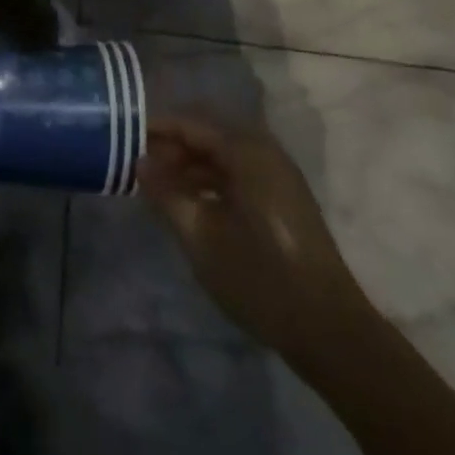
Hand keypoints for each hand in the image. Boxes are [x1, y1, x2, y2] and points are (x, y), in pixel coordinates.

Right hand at [138, 115, 376, 368]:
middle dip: (172, 146)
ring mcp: (278, 175)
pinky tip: (190, 203)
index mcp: (247, 151)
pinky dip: (211, 180)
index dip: (156, 128)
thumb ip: (166, 194)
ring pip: (222, 154)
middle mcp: (265, 151)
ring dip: (190, 165)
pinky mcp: (283, 198)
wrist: (330, 331)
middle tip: (138, 164)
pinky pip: (238, 172)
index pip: (191, 123)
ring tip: (158, 186)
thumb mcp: (201, 238)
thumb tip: (139, 163)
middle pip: (208, 134)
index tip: (123, 137)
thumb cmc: (261, 278)